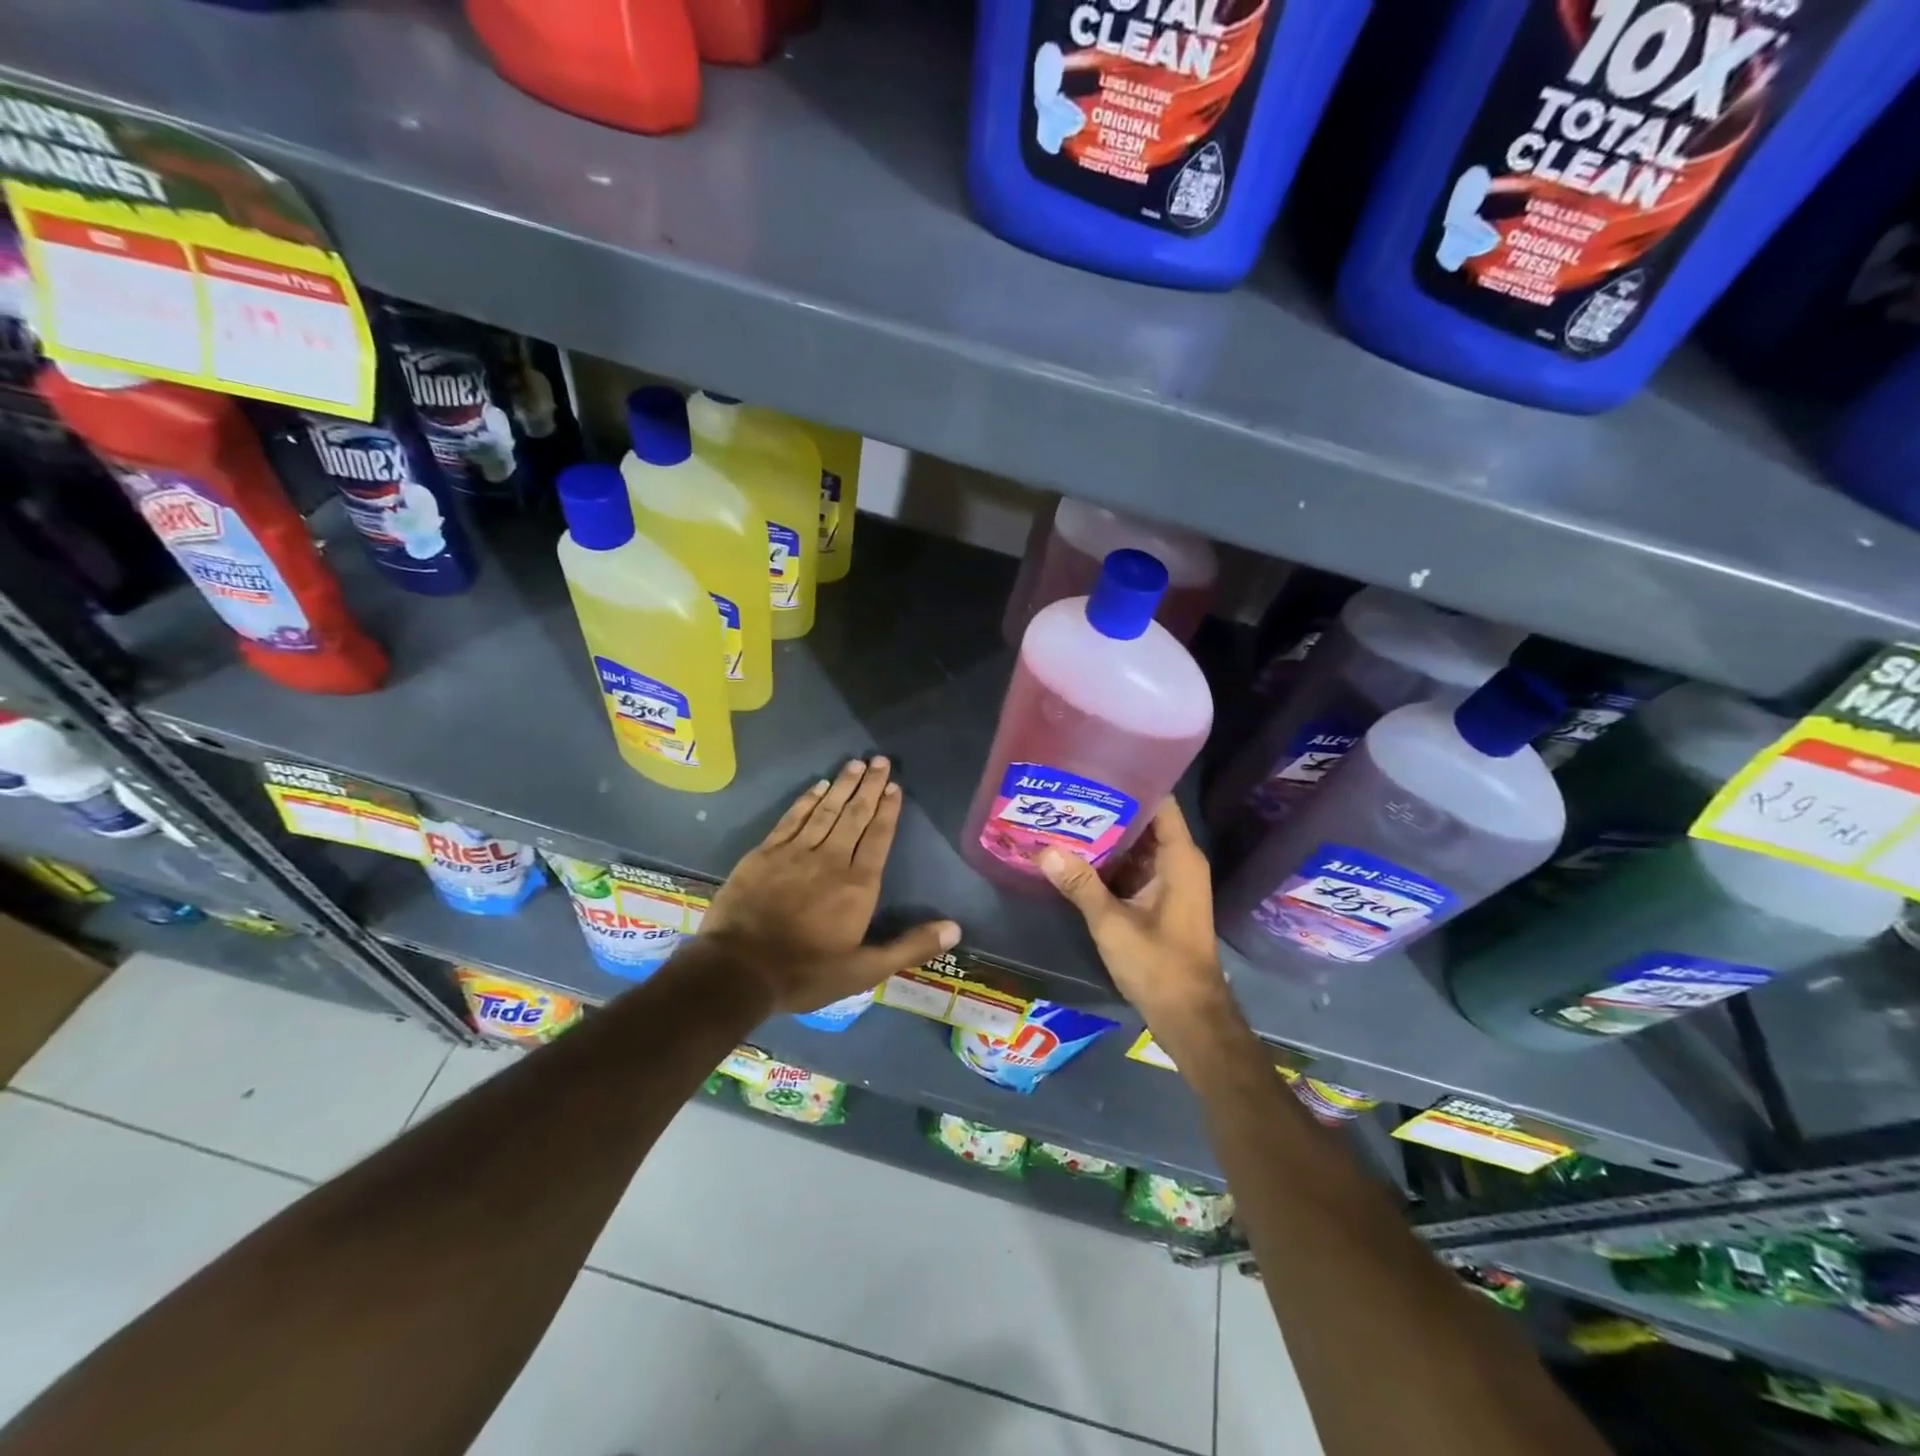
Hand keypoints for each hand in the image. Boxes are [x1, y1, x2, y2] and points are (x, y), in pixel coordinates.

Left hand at [702, 756, 959, 1014]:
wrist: (738, 970)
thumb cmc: (806, 973)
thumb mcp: (865, 971)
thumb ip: (910, 947)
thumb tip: (955, 929)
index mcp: (858, 885)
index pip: (878, 837)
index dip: (888, 810)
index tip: (895, 786)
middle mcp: (830, 859)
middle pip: (854, 815)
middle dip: (869, 786)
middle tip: (880, 760)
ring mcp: (795, 853)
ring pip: (825, 811)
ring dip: (842, 785)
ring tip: (855, 763)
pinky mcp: (765, 853)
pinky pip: (792, 818)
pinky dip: (807, 800)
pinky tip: (817, 786)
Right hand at [1039, 798, 1228, 1028]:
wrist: (1188, 1015)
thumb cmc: (1158, 964)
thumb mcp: (1112, 923)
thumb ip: (1080, 885)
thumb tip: (1044, 850)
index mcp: (1179, 857)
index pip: (1159, 802)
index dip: (1130, 782)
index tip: (1094, 770)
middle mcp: (1178, 861)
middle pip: (1144, 821)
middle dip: (1107, 808)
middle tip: (1066, 793)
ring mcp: (1169, 880)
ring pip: (1136, 845)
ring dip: (1105, 835)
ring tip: (1064, 816)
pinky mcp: (1159, 898)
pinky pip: (1133, 867)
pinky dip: (1109, 860)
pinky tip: (1075, 854)